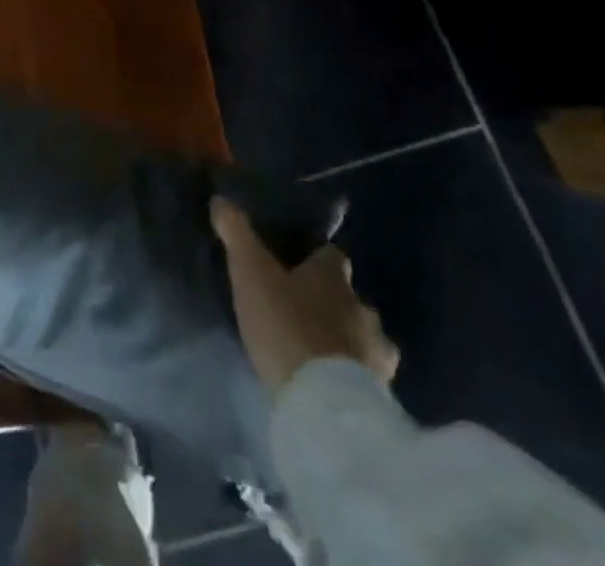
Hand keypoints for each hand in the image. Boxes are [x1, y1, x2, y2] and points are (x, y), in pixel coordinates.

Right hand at [211, 197, 398, 393]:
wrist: (324, 405)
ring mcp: (378, 352)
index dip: (316, 258)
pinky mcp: (383, 394)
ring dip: (348, 340)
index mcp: (333, 276)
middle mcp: (362, 307)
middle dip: (332, 302)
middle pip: (350, 297)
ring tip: (320, 352)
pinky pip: (370, 375)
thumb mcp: (250, 274)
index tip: (297, 265)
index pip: (331, 255)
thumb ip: (237, 235)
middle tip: (302, 311)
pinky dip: (355, 375)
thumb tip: (221, 199)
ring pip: (365, 336)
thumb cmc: (285, 327)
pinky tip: (335, 384)